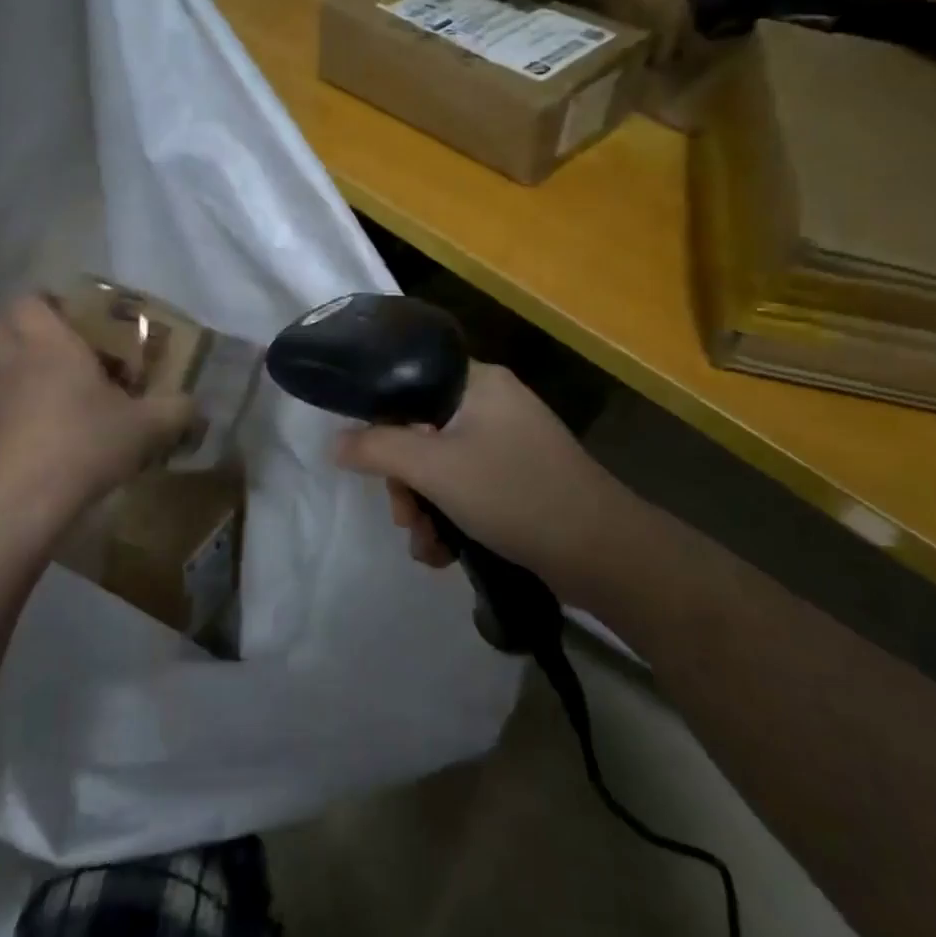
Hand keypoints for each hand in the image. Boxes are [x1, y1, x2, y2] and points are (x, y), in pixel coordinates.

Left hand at [0, 294, 193, 521]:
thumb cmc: (86, 443)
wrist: (23, 500)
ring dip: (2, 366)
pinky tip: (27, 429)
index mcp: (50, 344)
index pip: (29, 301)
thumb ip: (175, 410)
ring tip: (33, 384)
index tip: (69, 315)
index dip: (45, 302)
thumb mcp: (146, 427)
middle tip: (54, 346)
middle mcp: (13, 362)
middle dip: (20, 329)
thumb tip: (194, 404)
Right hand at [333, 362, 631, 602]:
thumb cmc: (514, 493)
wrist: (602, 553)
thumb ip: (377, 449)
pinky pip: (467, 489)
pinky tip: (445, 554)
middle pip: (421, 432)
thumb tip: (333, 441)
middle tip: (404, 516)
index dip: (383, 421)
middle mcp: (493, 405)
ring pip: (441, 467)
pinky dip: (451, 519)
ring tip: (427, 546)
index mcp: (479, 382)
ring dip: (424, 508)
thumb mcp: (435, 468)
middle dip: (405, 482)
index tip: (372, 461)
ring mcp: (509, 445)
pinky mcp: (518, 481)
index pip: (410, 383)